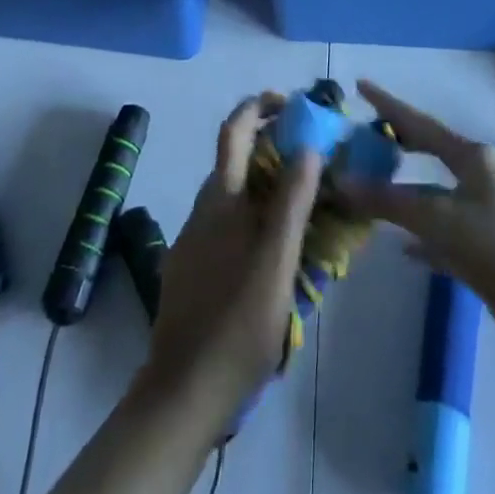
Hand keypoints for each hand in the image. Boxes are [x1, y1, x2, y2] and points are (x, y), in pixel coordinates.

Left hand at [137, 92, 322, 438]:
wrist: (182, 391)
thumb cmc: (237, 325)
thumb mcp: (277, 263)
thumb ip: (291, 204)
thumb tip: (307, 147)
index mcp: (222, 200)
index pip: (235, 130)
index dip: (258, 106)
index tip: (290, 102)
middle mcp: (203, 209)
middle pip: (234, 158)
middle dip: (270, 143)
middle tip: (311, 153)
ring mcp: (194, 239)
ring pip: (232, 193)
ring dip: (263, 181)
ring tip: (303, 199)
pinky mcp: (192, 266)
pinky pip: (226, 222)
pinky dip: (252, 213)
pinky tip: (274, 245)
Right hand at [342, 81, 494, 354]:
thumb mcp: (439, 221)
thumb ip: (389, 201)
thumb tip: (341, 181)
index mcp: (472, 157)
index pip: (419, 123)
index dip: (388, 104)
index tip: (360, 85)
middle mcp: (480, 174)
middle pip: (429, 151)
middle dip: (397, 144)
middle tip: (363, 137)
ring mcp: (485, 208)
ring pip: (433, 191)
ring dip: (403, 191)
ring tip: (370, 184)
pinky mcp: (487, 243)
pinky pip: (443, 227)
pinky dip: (420, 231)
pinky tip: (400, 245)